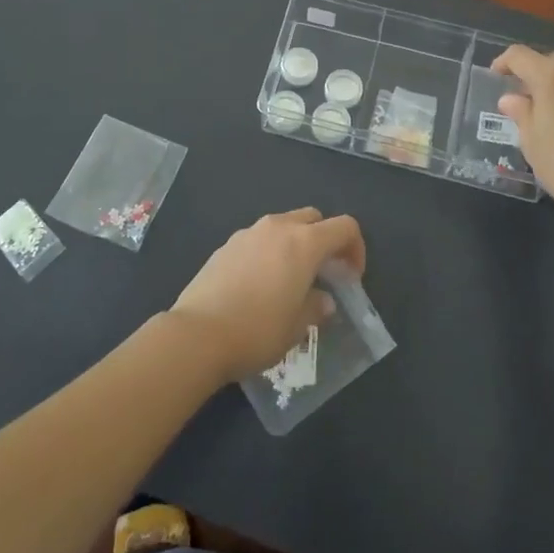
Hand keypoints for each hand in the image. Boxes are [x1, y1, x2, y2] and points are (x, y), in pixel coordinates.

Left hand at [170, 208, 365, 380]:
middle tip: (324, 274)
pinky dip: (268, 252)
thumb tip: (323, 300)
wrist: (197, 334)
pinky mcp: (225, 245)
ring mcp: (248, 233)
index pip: (344, 227)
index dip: (356, 248)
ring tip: (290, 281)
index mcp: (304, 243)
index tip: (351, 277)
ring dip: (295, 244)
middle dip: (324, 240)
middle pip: (313, 218)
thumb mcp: (297, 327)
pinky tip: (259, 286)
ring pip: (283, 226)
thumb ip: (316, 308)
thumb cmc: (257, 331)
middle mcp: (277, 228)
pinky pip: (258, 239)